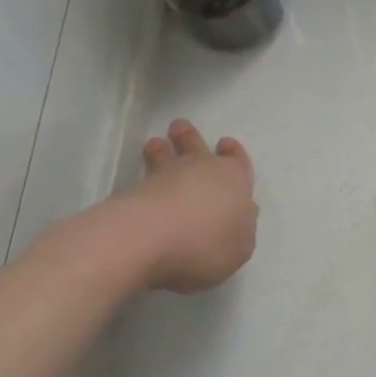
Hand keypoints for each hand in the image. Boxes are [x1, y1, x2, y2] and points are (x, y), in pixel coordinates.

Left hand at [119, 120, 257, 292]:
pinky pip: (144, 178)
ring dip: (163, 150)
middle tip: (180, 128)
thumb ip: (239, 231)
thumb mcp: (240, 248)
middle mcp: (202, 171)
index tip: (225, 144)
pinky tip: (143, 183)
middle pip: (197, 148)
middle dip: (190, 138)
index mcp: (234, 180)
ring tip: (157, 144)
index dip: (233, 154)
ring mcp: (165, 177)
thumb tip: (234, 220)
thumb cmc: (206, 242)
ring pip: (167, 156)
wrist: (149, 237)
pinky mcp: (135, 191)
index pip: (237, 161)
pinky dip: (146, 177)